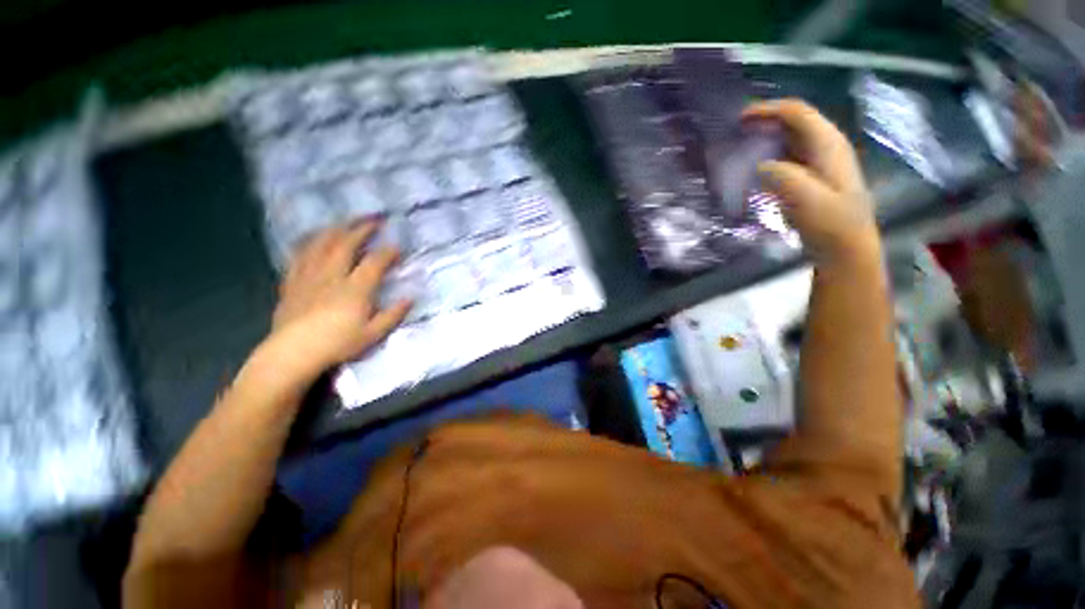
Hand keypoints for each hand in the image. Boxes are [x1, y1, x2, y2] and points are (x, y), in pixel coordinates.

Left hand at [269, 221, 411, 371]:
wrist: (293, 353)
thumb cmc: (337, 344)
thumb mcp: (373, 334)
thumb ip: (393, 314)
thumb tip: (410, 298)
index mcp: (355, 288)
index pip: (374, 262)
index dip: (388, 252)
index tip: (397, 246)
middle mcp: (332, 275)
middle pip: (346, 244)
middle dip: (361, 229)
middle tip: (374, 219)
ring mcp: (309, 276)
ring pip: (321, 245)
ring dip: (335, 230)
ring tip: (345, 222)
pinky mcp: (292, 282)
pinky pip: (300, 255)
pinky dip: (309, 243)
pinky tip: (313, 240)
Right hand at [743, 99, 880, 265]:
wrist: (846, 249)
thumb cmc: (831, 224)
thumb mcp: (806, 198)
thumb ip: (783, 175)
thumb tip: (760, 164)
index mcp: (828, 145)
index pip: (797, 113)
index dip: (768, 110)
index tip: (739, 120)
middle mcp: (826, 147)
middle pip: (793, 122)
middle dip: (764, 122)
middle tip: (735, 134)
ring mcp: (820, 163)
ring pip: (790, 139)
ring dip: (765, 139)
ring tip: (740, 149)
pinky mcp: (812, 179)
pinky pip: (788, 157)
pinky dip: (769, 156)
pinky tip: (754, 169)